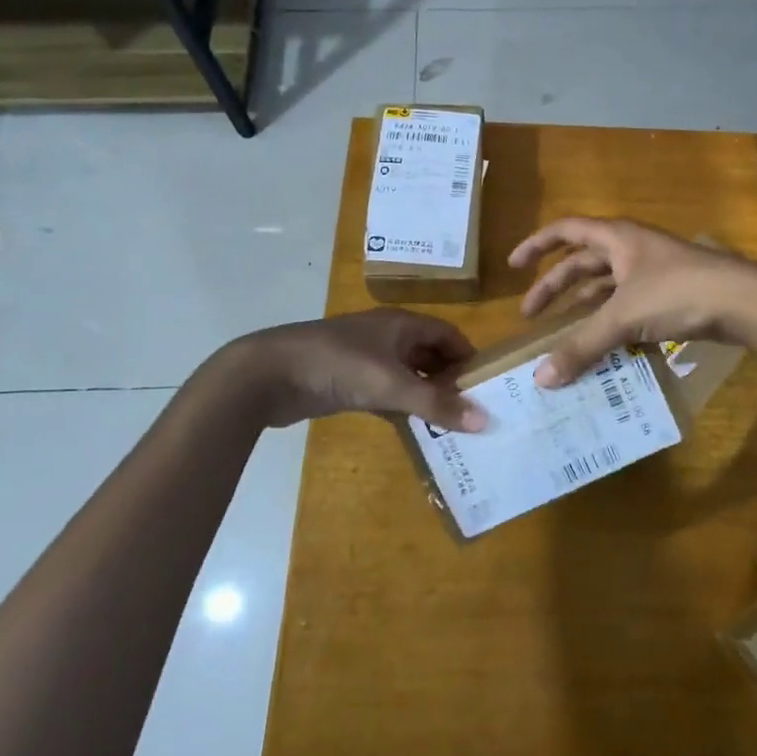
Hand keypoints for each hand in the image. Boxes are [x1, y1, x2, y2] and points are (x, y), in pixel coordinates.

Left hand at [231, 309, 487, 430]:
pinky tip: (413, 430)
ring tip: (450, 427)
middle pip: (430, 355)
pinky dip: (401, 408)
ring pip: (408, 376)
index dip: (469, 357)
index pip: (449, 335)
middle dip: (450, 381)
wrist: (269, 374)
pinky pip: (386, 393)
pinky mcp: (348, 382)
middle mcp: (388, 337)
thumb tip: (485, 421)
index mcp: (402, 325)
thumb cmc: (338, 365)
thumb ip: (437, 404)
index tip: (487, 388)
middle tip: (472, 413)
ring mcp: (366, 359)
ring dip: (426, 397)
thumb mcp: (392, 384)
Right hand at [508, 217, 756, 385]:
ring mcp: (652, 272)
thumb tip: (541, 379)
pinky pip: (627, 307)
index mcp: (617, 238)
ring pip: (606, 288)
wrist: (745, 301)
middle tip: (531, 317)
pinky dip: (611, 323)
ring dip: (583, 309)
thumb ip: (582, 346)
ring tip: (562, 336)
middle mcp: (631, 249)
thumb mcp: (624, 317)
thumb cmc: (679, 292)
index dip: (536, 246)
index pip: (565, 231)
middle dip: (555, 288)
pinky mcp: (669, 296)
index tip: (513, 267)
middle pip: (582, 264)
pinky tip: (602, 348)